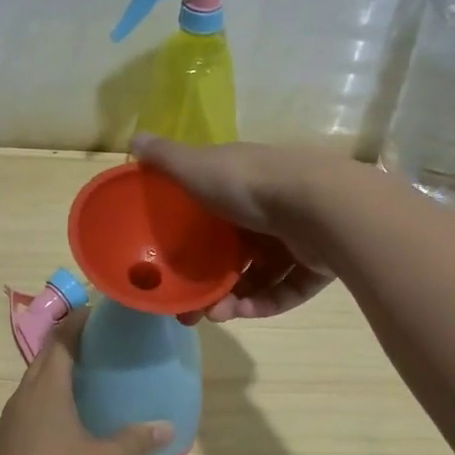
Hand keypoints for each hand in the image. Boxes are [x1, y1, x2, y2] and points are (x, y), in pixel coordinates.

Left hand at [0, 310, 172, 454]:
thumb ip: (134, 440)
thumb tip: (167, 427)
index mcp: (47, 388)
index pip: (62, 339)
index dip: (79, 321)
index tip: (100, 311)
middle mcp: (25, 394)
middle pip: (46, 355)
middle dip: (70, 340)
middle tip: (101, 339)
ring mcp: (12, 417)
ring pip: (35, 379)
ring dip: (58, 368)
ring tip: (88, 371)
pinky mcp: (7, 438)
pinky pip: (31, 401)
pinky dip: (50, 393)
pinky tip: (68, 410)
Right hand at [130, 134, 339, 322]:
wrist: (320, 206)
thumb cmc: (250, 185)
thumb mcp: (198, 167)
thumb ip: (166, 160)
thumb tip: (134, 139)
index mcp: (243, 182)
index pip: (213, 211)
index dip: (191, 239)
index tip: (170, 264)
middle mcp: (271, 207)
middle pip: (236, 251)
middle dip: (210, 280)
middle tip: (190, 307)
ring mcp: (297, 236)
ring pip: (260, 274)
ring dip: (235, 298)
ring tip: (215, 315)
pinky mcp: (318, 264)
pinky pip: (286, 290)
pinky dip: (265, 302)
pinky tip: (243, 313)